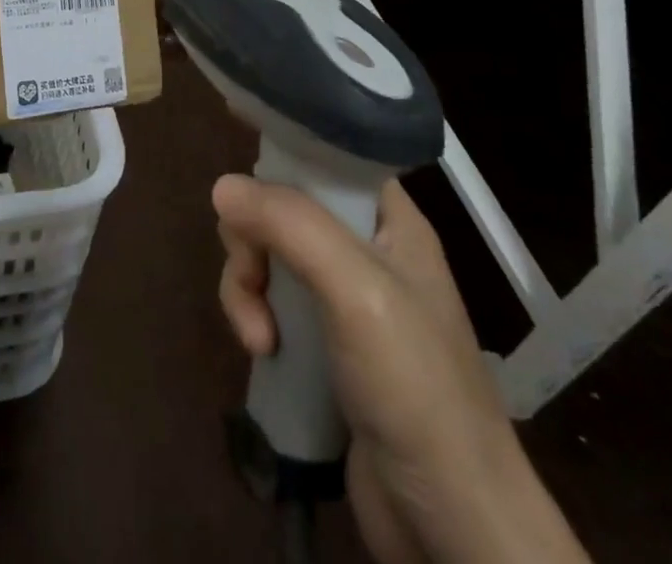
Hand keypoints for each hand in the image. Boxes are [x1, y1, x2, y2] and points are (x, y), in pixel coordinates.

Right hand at [214, 176, 586, 563]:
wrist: (450, 525)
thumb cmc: (415, 387)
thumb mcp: (357, 291)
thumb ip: (291, 226)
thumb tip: (221, 186)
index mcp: (389, 219)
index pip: (326, 155)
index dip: (282, 147)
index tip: (236, 149)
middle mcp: (364, 248)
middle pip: (282, 205)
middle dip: (252, 237)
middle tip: (252, 274)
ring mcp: (341, 297)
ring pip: (267, 253)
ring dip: (246, 284)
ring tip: (256, 334)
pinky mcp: (320, 341)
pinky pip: (269, 301)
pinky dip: (253, 316)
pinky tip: (260, 351)